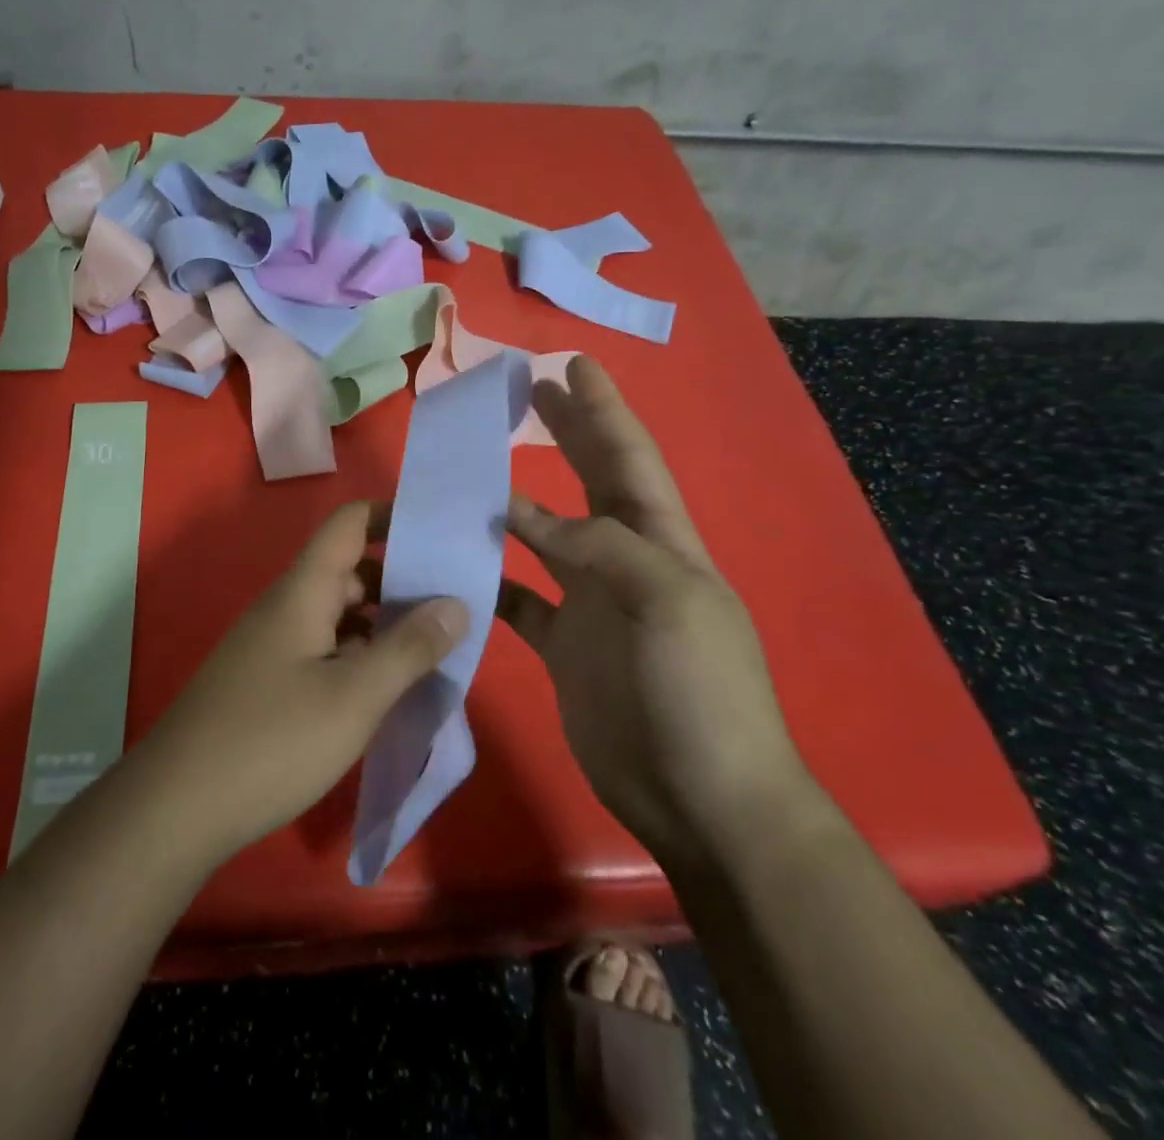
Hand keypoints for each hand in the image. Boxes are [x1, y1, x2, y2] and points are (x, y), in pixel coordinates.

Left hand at [133, 502, 467, 864]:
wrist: (176, 807)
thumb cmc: (271, 742)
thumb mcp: (353, 697)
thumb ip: (408, 648)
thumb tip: (455, 603)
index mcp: (303, 592)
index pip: (349, 524)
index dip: (392, 517)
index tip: (441, 535)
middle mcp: (286, 607)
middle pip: (349, 571)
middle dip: (401, 582)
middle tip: (456, 608)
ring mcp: (273, 645)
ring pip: (338, 615)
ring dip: (383, 625)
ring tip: (434, 651)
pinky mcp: (267, 681)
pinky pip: (323, 649)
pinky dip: (358, 657)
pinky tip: (385, 690)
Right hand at [497, 357, 818, 869]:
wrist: (701, 799)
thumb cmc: (699, 693)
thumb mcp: (668, 603)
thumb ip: (600, 547)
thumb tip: (525, 513)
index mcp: (662, 544)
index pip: (630, 459)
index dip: (604, 411)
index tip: (574, 365)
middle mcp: (626, 564)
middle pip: (592, 483)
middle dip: (568, 434)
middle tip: (531, 390)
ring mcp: (591, 606)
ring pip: (547, 537)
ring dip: (516, 502)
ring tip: (478, 467)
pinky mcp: (563, 646)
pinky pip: (519, 598)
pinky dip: (492, 576)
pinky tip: (462, 559)